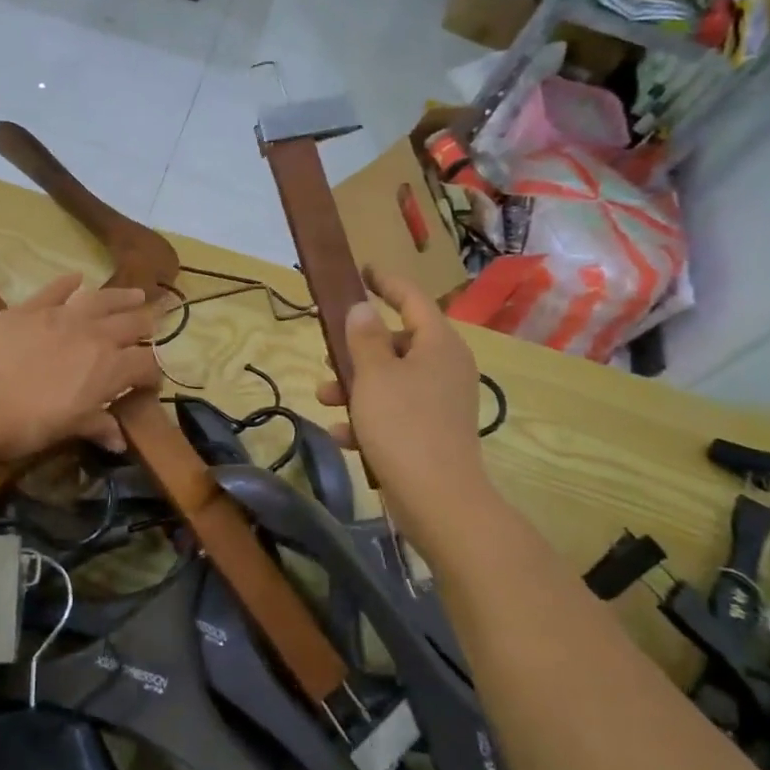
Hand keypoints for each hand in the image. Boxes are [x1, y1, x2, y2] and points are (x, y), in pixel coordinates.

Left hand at [0, 274, 160, 458]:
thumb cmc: (27, 422)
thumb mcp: (67, 428)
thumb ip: (96, 426)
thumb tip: (119, 442)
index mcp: (110, 369)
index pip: (145, 365)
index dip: (152, 374)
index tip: (150, 383)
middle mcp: (94, 336)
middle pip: (131, 325)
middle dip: (144, 326)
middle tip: (150, 326)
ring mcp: (62, 316)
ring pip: (102, 299)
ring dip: (121, 296)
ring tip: (136, 293)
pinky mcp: (31, 308)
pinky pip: (56, 289)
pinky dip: (68, 283)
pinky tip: (77, 277)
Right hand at [317, 266, 487, 510]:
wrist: (438, 498)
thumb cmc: (404, 425)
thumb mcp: (374, 375)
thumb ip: (365, 337)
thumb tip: (362, 308)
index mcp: (439, 344)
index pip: (412, 299)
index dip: (386, 283)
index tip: (363, 270)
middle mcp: (445, 367)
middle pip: (397, 343)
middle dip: (357, 351)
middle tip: (328, 354)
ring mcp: (440, 402)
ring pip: (390, 380)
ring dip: (355, 387)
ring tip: (324, 400)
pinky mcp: (432, 432)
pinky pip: (394, 413)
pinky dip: (368, 419)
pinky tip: (342, 435)